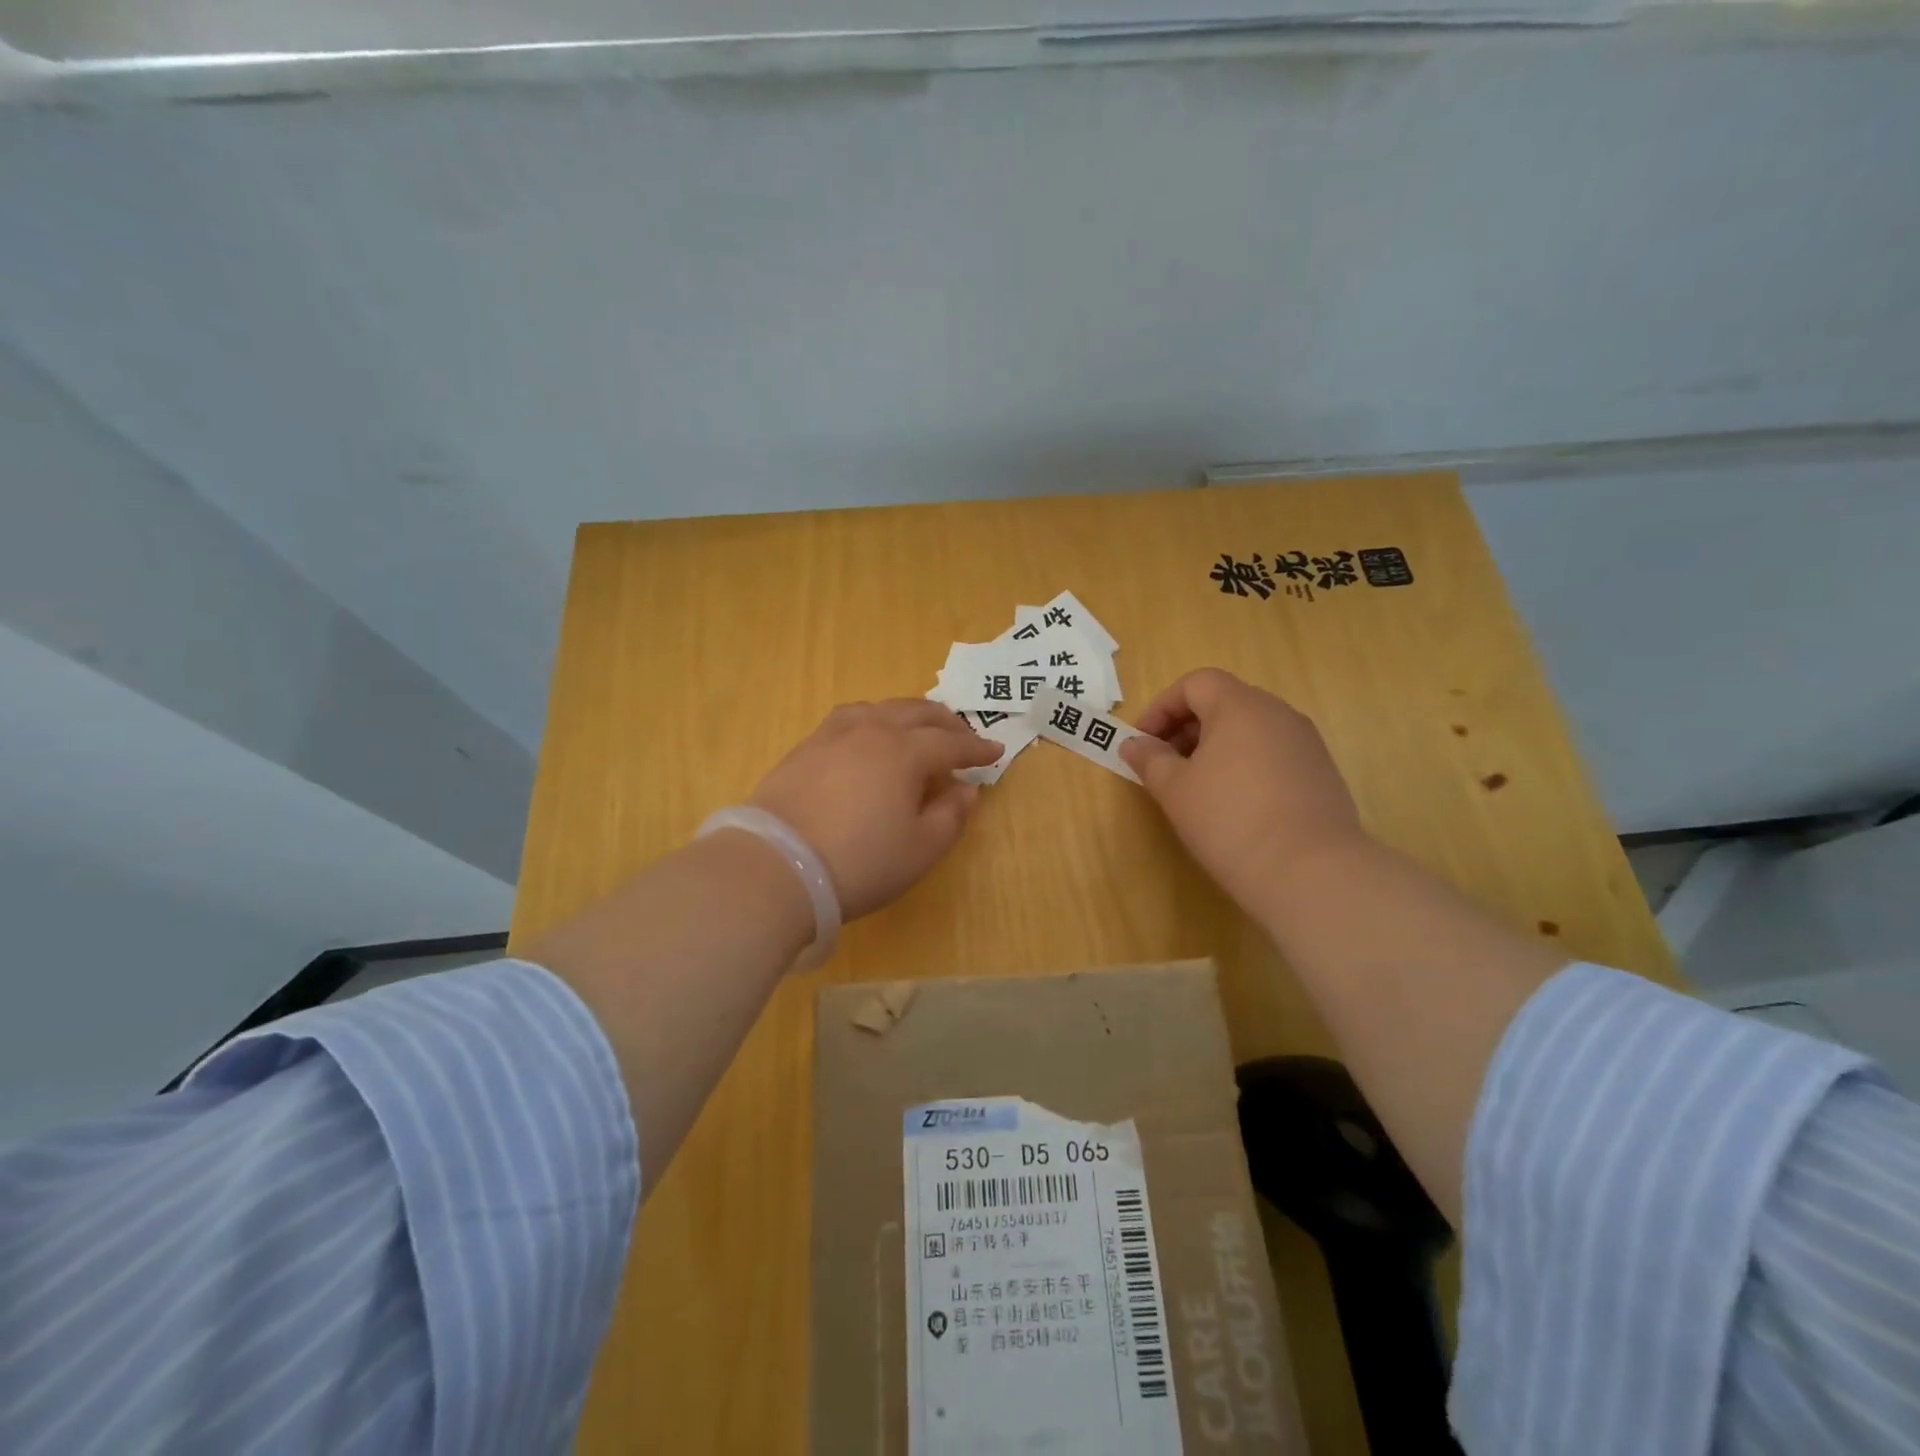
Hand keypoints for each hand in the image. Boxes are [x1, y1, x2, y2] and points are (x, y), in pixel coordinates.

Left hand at [749, 700, 1002, 919]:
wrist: (776, 866)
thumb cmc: (860, 862)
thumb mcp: (920, 849)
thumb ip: (951, 816)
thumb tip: (967, 790)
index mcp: (905, 752)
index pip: (950, 744)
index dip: (976, 749)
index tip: (996, 751)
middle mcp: (871, 731)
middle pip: (916, 714)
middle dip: (946, 722)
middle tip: (963, 734)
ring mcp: (833, 735)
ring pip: (880, 708)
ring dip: (907, 714)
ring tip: (917, 726)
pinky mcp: (804, 747)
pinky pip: (849, 718)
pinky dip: (872, 719)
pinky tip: (868, 734)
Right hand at [1120, 668, 1366, 916]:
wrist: (1310, 872)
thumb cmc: (1229, 820)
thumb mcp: (1175, 790)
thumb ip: (1150, 759)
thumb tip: (1133, 744)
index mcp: (1240, 706)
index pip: (1195, 683)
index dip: (1162, 707)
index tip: (1142, 742)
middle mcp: (1278, 713)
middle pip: (1224, 702)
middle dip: (1186, 727)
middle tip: (1164, 765)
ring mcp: (1305, 742)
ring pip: (1250, 729)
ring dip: (1216, 747)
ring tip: (1197, 787)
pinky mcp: (1321, 772)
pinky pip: (1273, 752)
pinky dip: (1245, 764)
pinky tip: (1235, 804)